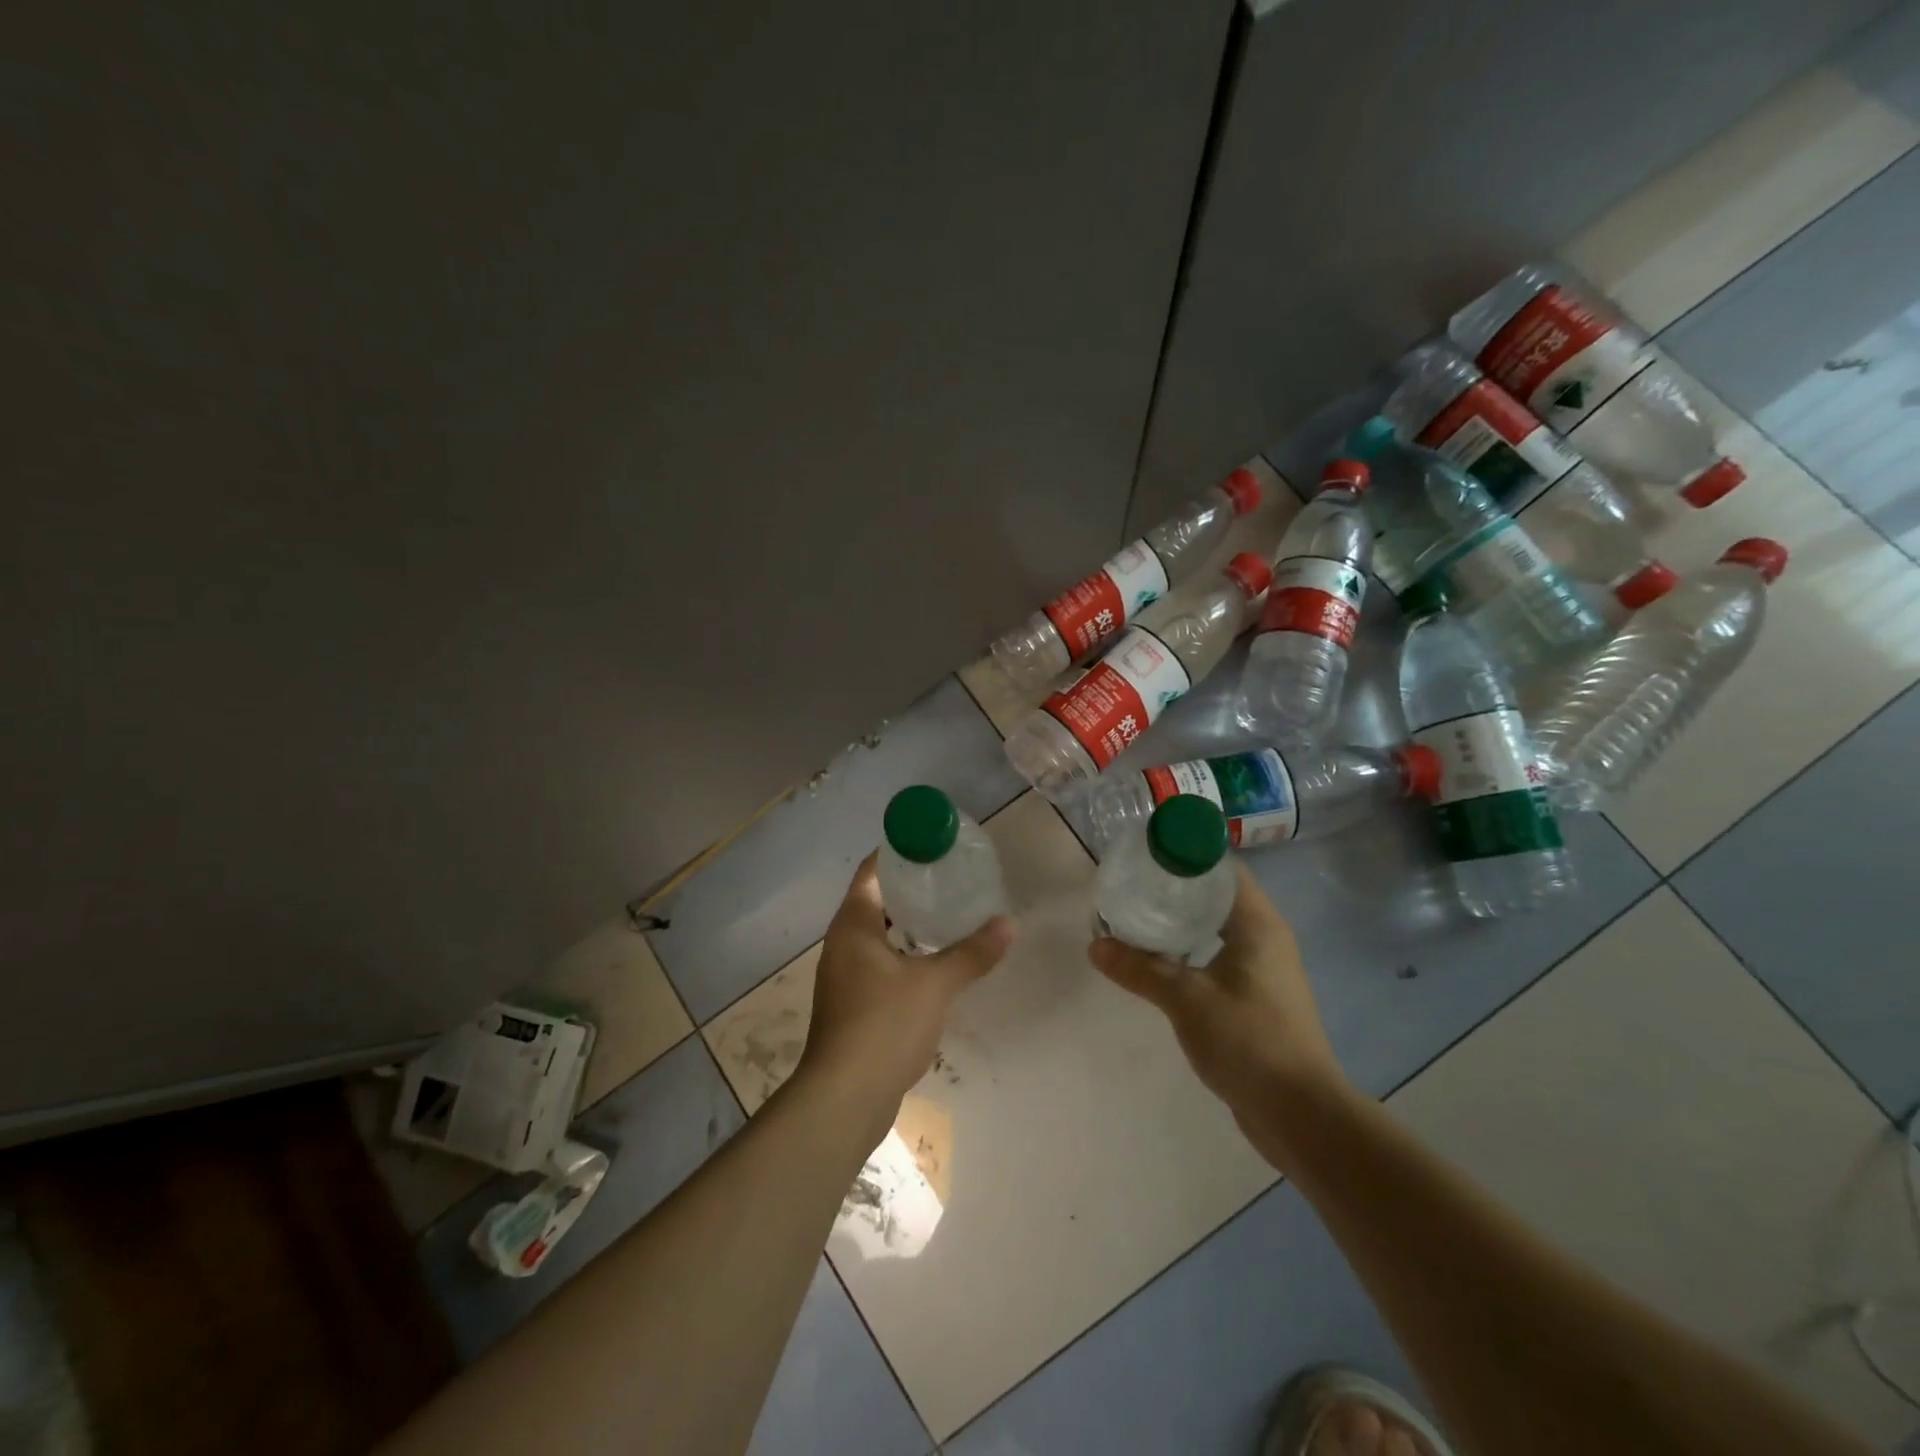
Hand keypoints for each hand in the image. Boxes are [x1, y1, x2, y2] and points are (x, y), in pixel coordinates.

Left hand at [795, 853, 1013, 1134]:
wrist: (844, 1098)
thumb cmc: (883, 1025)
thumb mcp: (934, 984)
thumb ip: (971, 952)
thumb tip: (1009, 924)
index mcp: (853, 925)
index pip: (871, 871)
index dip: (898, 852)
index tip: (932, 844)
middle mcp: (842, 944)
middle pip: (874, 900)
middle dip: (909, 888)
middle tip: (949, 878)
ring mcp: (844, 977)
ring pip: (877, 935)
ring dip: (907, 923)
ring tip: (948, 916)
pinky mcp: (851, 1006)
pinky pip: (879, 964)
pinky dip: (904, 954)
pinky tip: (933, 964)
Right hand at [1088, 862, 1349, 1169]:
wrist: (1299, 1113)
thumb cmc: (1248, 1040)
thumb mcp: (1186, 999)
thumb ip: (1140, 968)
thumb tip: (1095, 945)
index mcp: (1257, 923)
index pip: (1221, 869)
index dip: (1185, 856)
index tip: (1145, 856)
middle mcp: (1265, 938)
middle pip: (1215, 896)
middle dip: (1174, 889)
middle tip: (1131, 887)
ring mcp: (1263, 970)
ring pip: (1215, 930)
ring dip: (1180, 924)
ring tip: (1136, 920)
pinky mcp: (1256, 999)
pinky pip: (1217, 959)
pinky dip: (1189, 953)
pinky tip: (1158, 963)